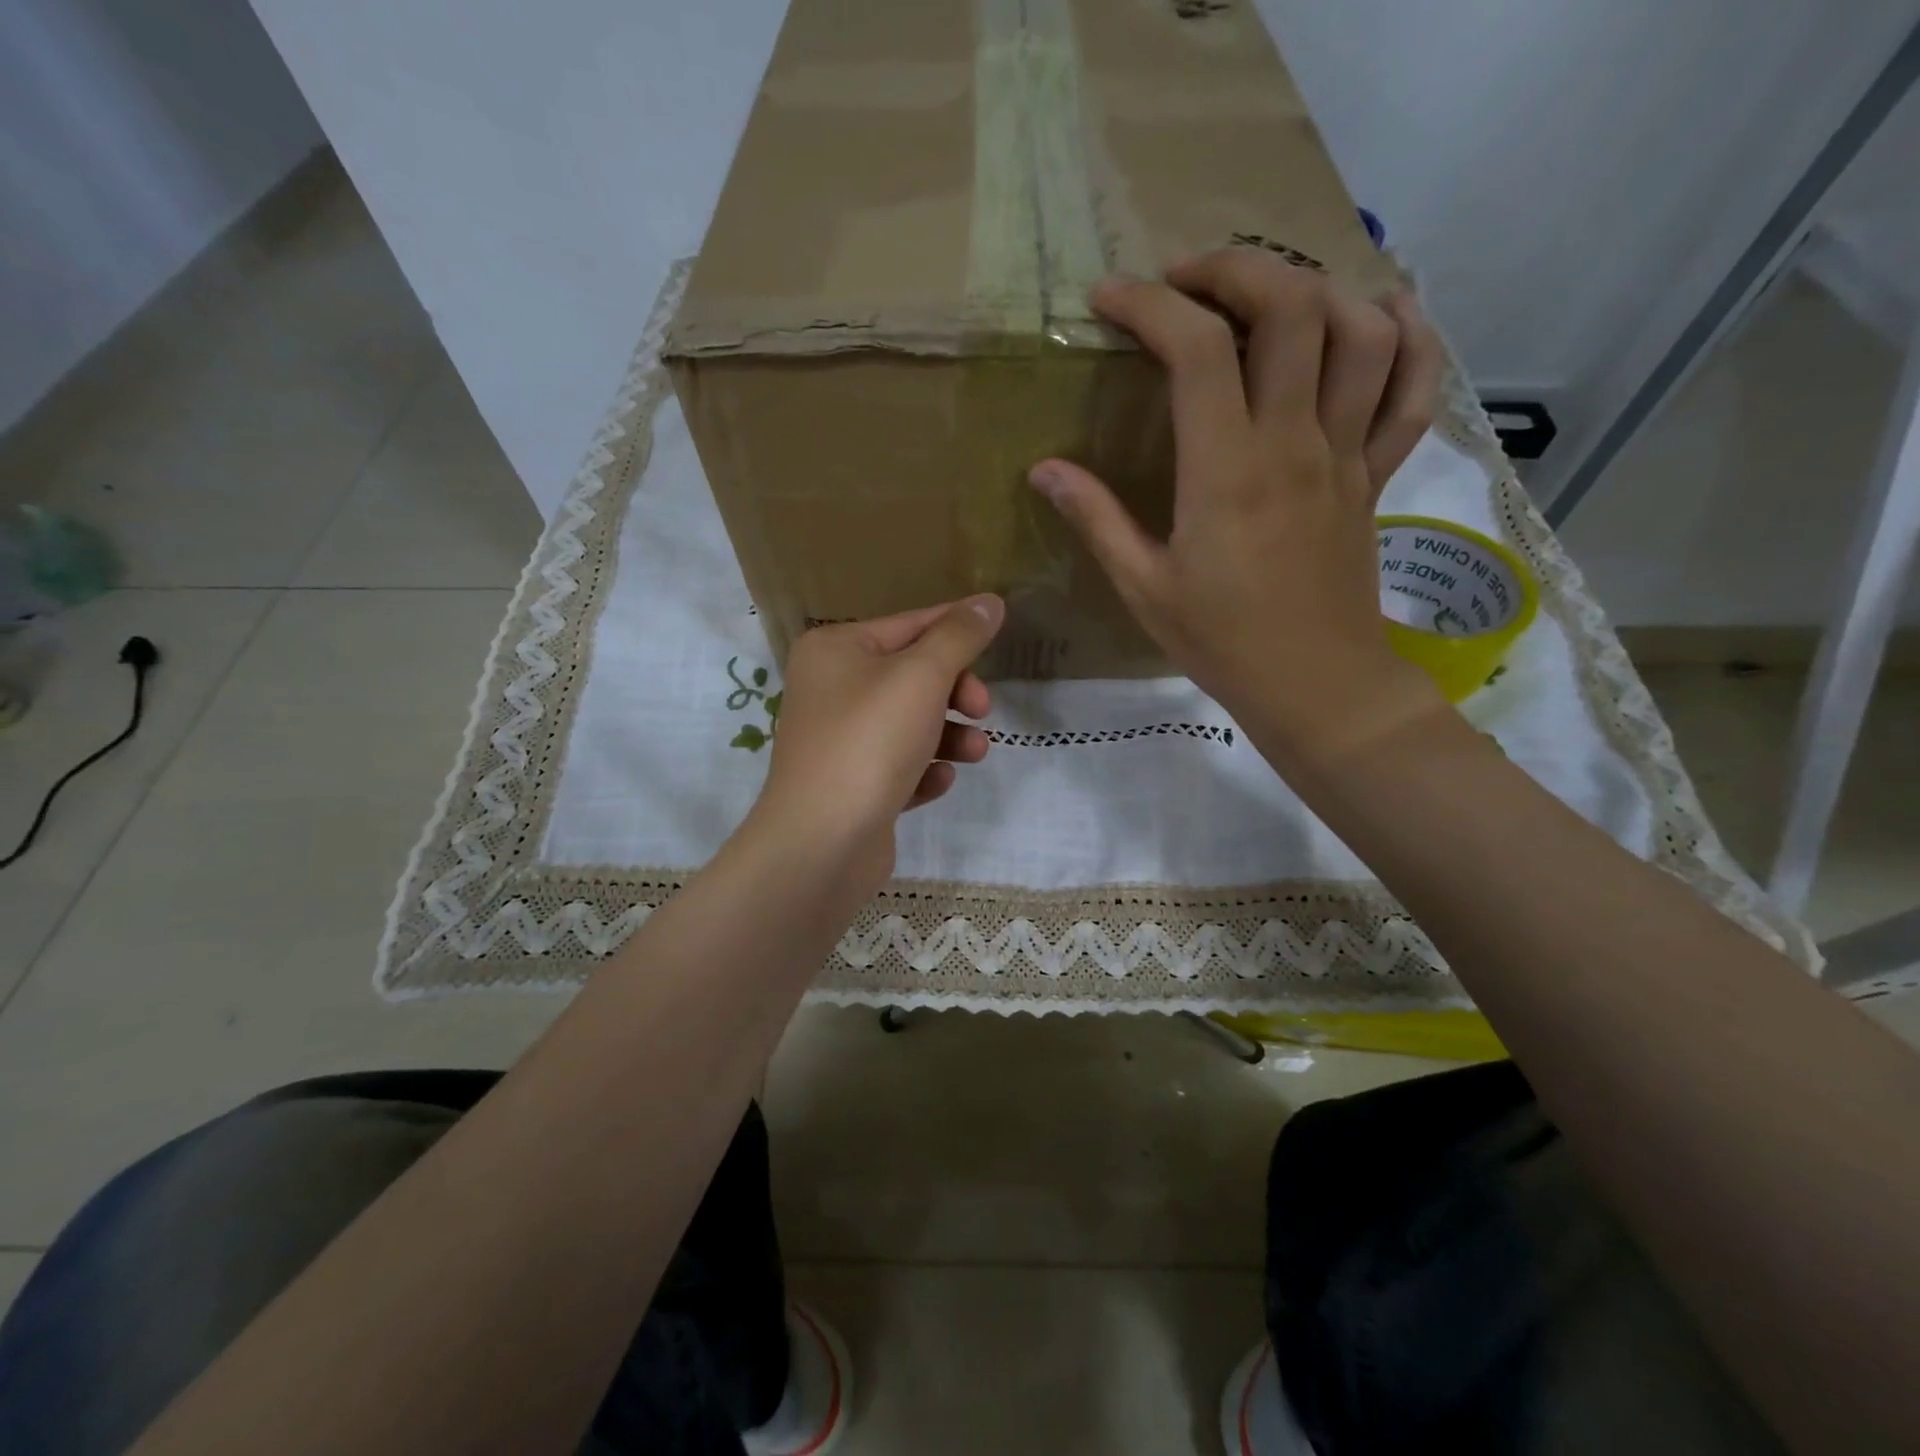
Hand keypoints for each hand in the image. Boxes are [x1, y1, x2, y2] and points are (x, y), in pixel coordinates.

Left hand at [749, 596, 1004, 891]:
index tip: (999, 632)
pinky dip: (922, 771)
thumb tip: (989, 601)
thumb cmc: (870, 741)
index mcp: (835, 650)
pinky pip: (897, 766)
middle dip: (955, 693)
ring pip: (909, 725)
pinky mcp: (851, 785)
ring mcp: (839, 740)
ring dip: (949, 736)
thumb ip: (959, 636)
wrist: (822, 841)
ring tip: (974, 753)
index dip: (957, 628)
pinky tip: (936, 782)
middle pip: (912, 677)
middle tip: (982, 710)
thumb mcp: (922, 677)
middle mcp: (830, 689)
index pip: (909, 625)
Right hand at [1028, 249, 1448, 768]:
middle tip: (1185, 283)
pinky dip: (1408, 336)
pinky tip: (1380, 314)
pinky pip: (1412, 388)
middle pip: (1290, 308)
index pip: (1196, 349)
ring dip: (1315, 290)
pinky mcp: (1375, 473)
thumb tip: (1044, 468)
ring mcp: (1345, 452)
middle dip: (1234, 270)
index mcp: (1226, 471)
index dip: (1149, 306)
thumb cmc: (1221, 642)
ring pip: (1361, 330)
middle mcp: (1293, 442)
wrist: (1315, 685)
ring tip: (1265, 299)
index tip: (1109, 301)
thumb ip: (1096, 519)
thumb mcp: (1143, 587)